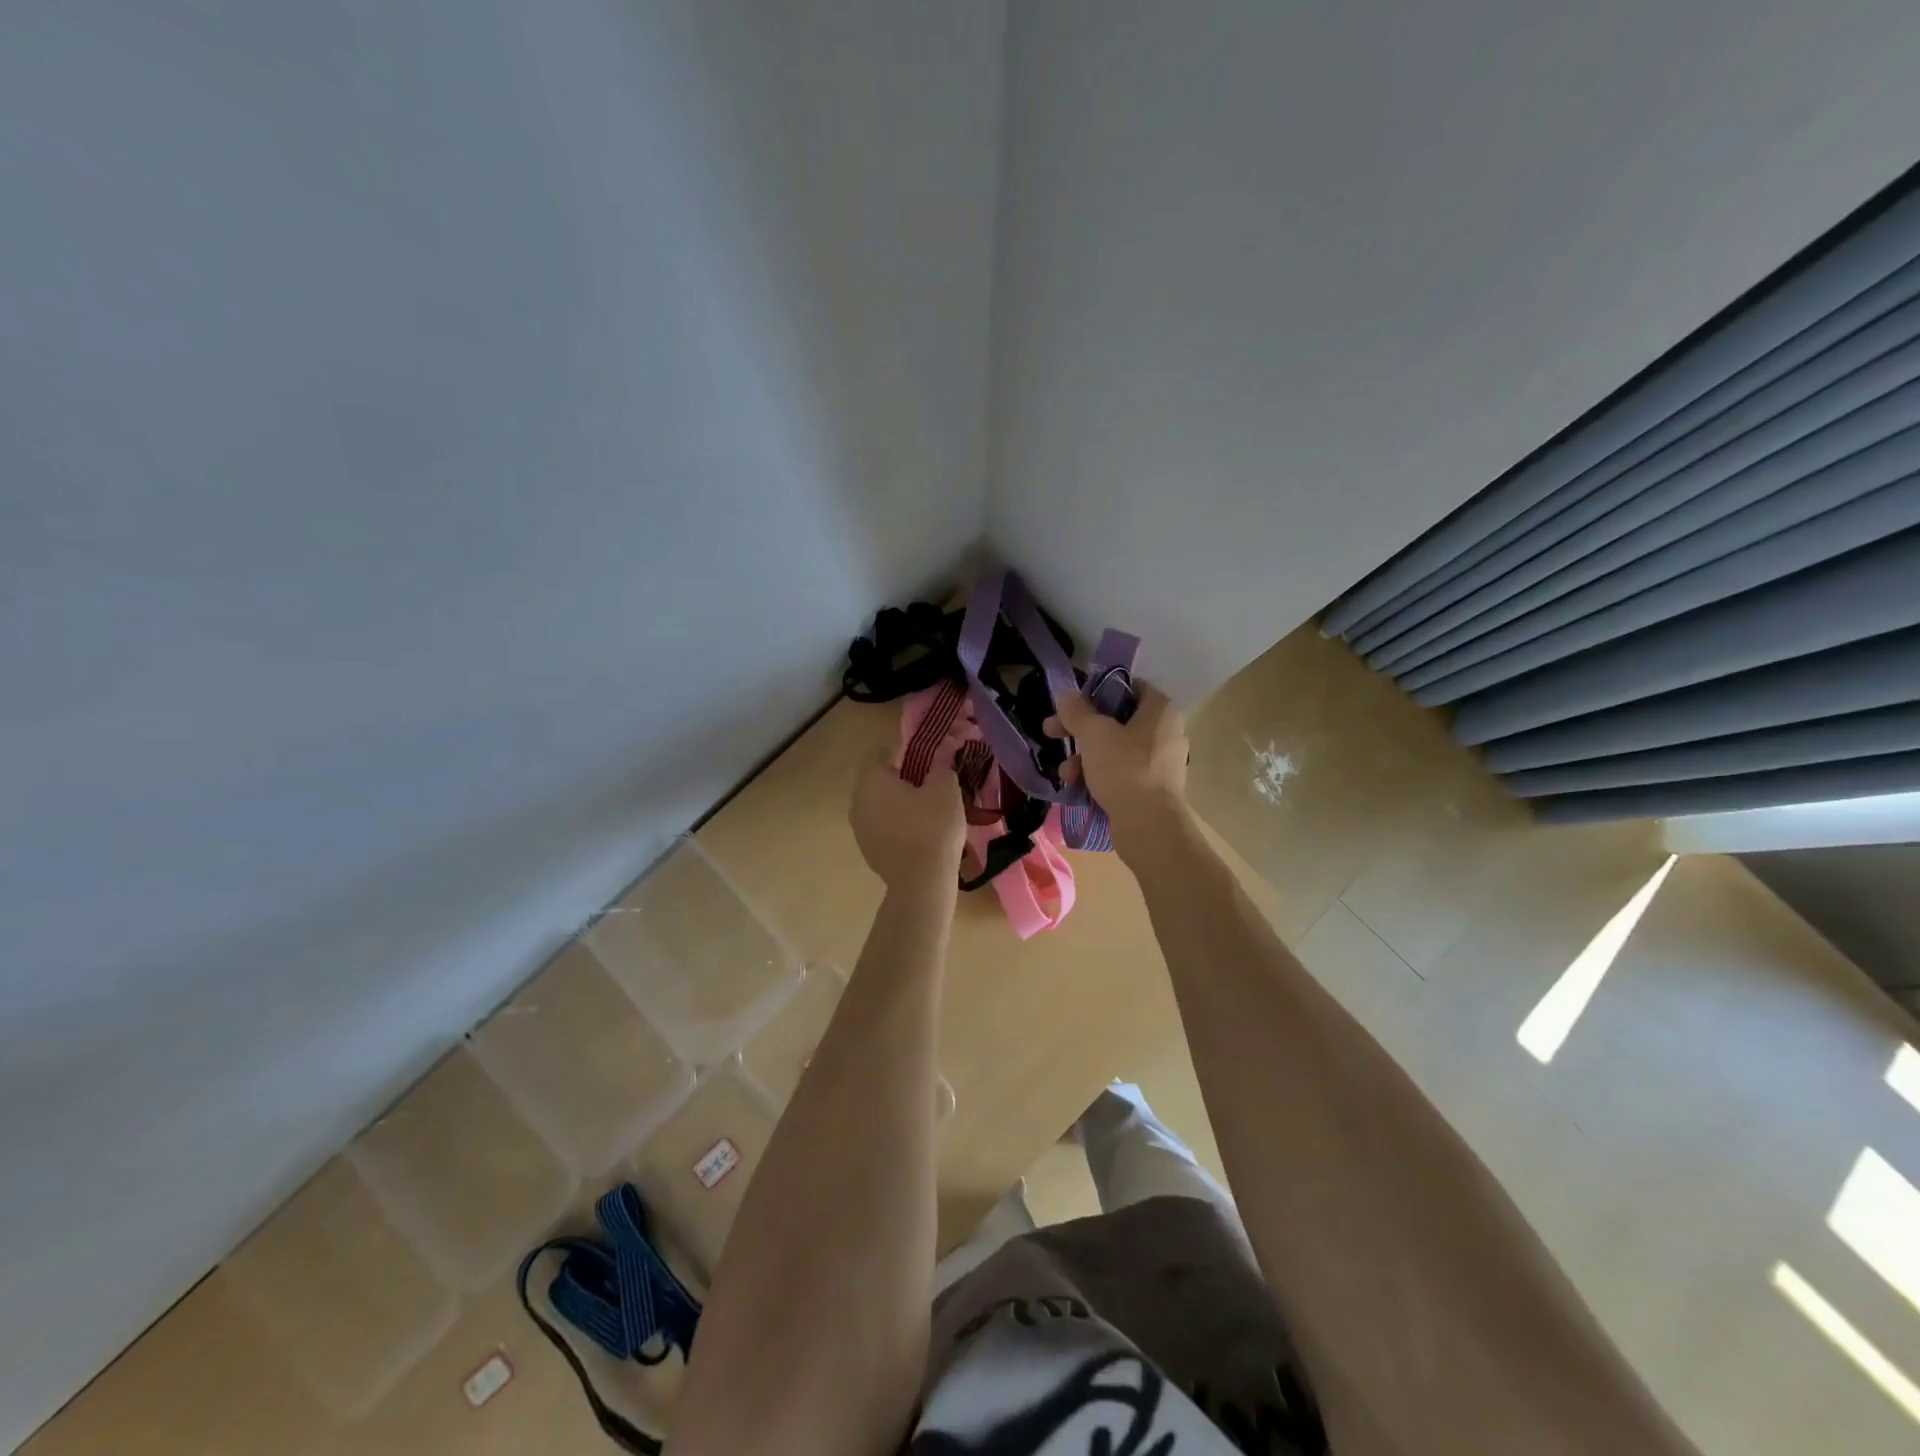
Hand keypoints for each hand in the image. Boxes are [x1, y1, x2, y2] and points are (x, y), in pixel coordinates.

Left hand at [850, 752, 965, 890]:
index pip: (879, 753)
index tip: (924, 758)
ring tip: (924, 809)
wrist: (921, 883)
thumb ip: (941, 762)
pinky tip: (916, 833)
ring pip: (877, 804)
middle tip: (927, 782)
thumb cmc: (933, 827)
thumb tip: (944, 745)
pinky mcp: (866, 850)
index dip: (902, 751)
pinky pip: (880, 826)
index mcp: (871, 780)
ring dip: (895, 802)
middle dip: (898, 777)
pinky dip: (894, 823)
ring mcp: (859, 828)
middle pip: (876, 779)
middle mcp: (857, 800)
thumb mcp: (945, 788)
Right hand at [1048, 682, 1191, 863]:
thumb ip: (1077, 711)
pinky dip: (1099, 776)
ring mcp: (1160, 763)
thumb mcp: (1094, 733)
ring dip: (1085, 757)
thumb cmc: (1125, 769)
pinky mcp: (1152, 789)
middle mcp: (1165, 733)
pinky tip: (1078, 787)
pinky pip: (1121, 773)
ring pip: (1115, 749)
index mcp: (1160, 711)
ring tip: (1066, 772)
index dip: (1098, 691)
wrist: (1149, 826)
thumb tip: (1066, 696)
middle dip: (1081, 729)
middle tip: (1052, 731)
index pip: (1130, 687)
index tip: (1073, 704)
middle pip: (1117, 721)